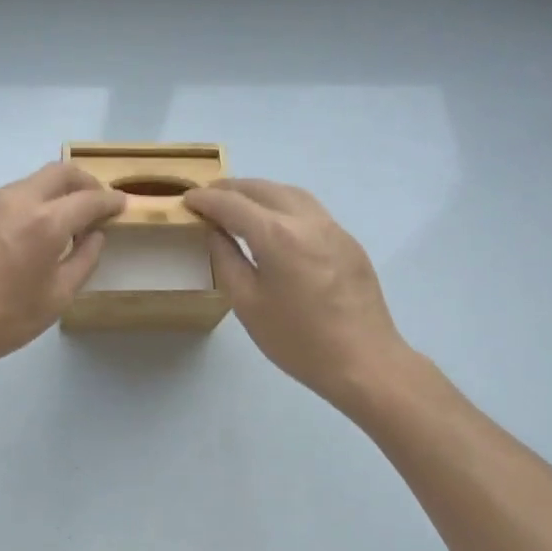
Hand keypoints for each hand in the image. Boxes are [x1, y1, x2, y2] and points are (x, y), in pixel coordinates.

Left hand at [0, 162, 124, 381]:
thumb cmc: (2, 319)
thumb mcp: (56, 297)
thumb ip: (83, 260)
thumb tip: (94, 235)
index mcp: (46, 222)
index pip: (89, 199)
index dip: (110, 200)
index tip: (122, 205)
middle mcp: (18, 200)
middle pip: (60, 172)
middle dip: (85, 182)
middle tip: (96, 203)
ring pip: (32, 181)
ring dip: (55, 192)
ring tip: (63, 219)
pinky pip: (9, 195)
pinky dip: (30, 202)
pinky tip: (28, 230)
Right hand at [186, 179, 410, 410]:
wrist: (364, 362)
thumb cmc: (297, 340)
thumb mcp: (248, 303)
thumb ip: (226, 259)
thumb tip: (215, 231)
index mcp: (277, 235)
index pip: (232, 204)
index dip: (206, 199)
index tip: (187, 200)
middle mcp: (306, 220)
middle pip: (263, 189)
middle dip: (231, 189)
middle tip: (208, 198)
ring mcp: (332, 227)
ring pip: (290, 193)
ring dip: (260, 192)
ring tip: (239, 204)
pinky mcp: (348, 241)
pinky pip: (309, 209)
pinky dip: (283, 205)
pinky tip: (275, 223)